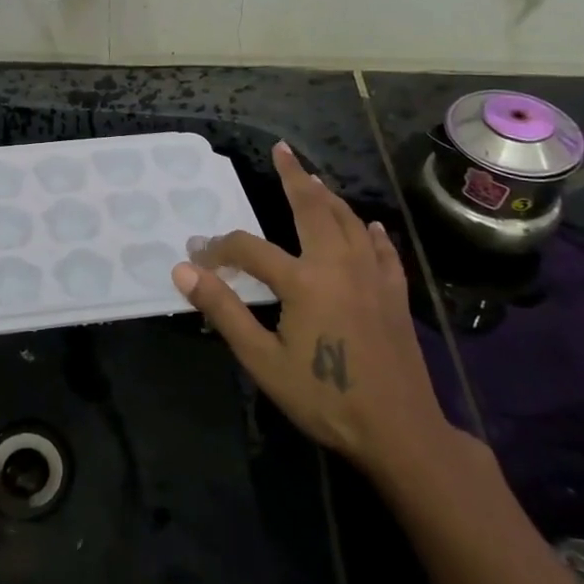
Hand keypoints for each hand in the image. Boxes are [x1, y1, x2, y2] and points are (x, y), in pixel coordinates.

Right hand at [171, 142, 451, 483]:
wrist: (400, 432)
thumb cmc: (324, 397)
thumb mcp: (262, 360)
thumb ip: (223, 310)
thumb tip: (183, 270)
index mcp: (303, 280)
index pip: (249, 248)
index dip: (219, 248)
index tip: (198, 256)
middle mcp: (338, 265)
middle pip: (312, 209)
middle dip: (293, 177)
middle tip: (282, 150)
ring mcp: (372, 277)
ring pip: (349, 222)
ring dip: (328, 196)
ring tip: (313, 178)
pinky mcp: (395, 294)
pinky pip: (383, 250)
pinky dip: (372, 232)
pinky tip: (370, 225)